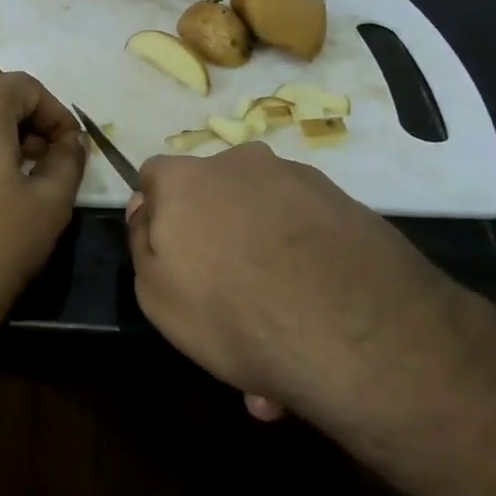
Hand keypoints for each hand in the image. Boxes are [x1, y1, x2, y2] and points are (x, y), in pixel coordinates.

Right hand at [126, 142, 470, 422]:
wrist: (355, 332)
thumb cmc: (231, 311)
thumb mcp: (155, 293)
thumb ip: (141, 240)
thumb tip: (144, 206)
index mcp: (187, 178)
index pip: (155, 176)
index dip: (157, 215)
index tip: (171, 256)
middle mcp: (242, 163)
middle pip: (214, 194)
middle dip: (215, 236)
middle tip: (226, 297)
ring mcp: (300, 180)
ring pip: (264, 217)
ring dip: (262, 255)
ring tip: (277, 323)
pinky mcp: (347, 204)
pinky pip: (307, 232)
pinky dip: (303, 262)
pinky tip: (313, 315)